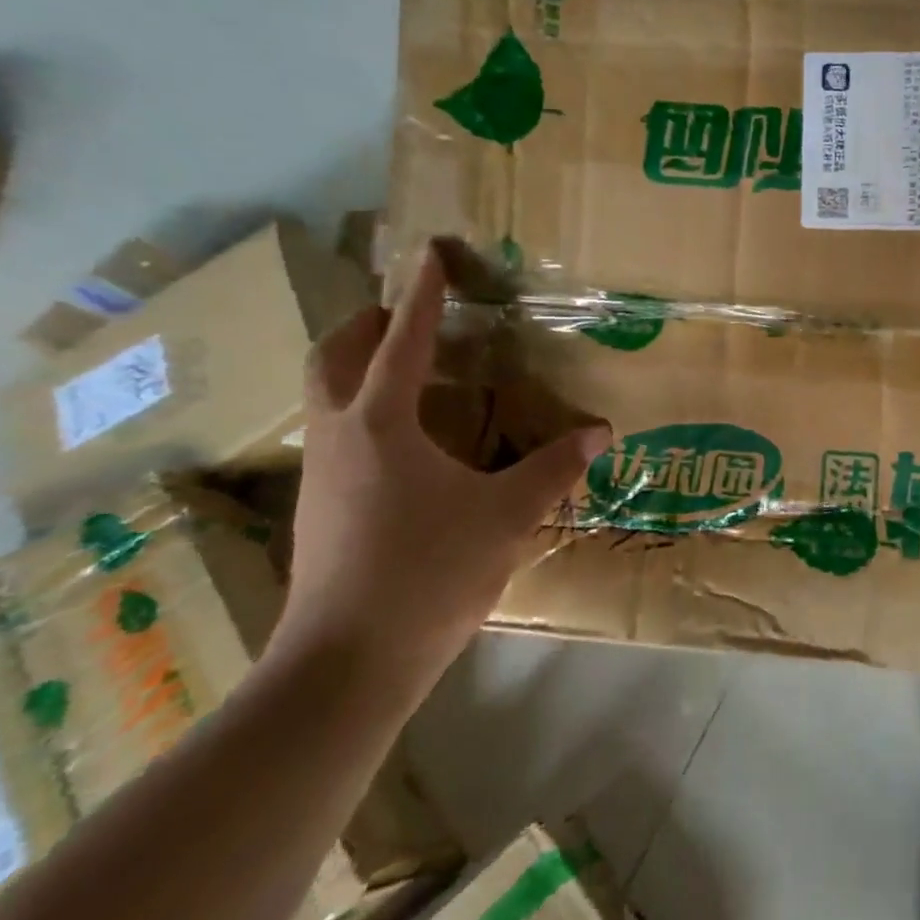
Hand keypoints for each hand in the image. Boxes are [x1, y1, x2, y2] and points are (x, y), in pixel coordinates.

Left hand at [273, 241, 609, 701]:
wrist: (344, 667)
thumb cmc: (427, 574)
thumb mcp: (506, 516)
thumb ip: (554, 469)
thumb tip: (600, 432)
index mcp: (381, 422)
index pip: (403, 339)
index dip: (422, 293)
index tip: (431, 252)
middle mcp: (340, 435)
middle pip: (333, 357)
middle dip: (365, 324)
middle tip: (403, 314)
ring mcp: (321, 474)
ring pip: (325, 396)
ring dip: (358, 367)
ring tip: (409, 370)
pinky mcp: (320, 508)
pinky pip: (337, 434)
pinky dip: (365, 412)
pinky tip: (406, 442)